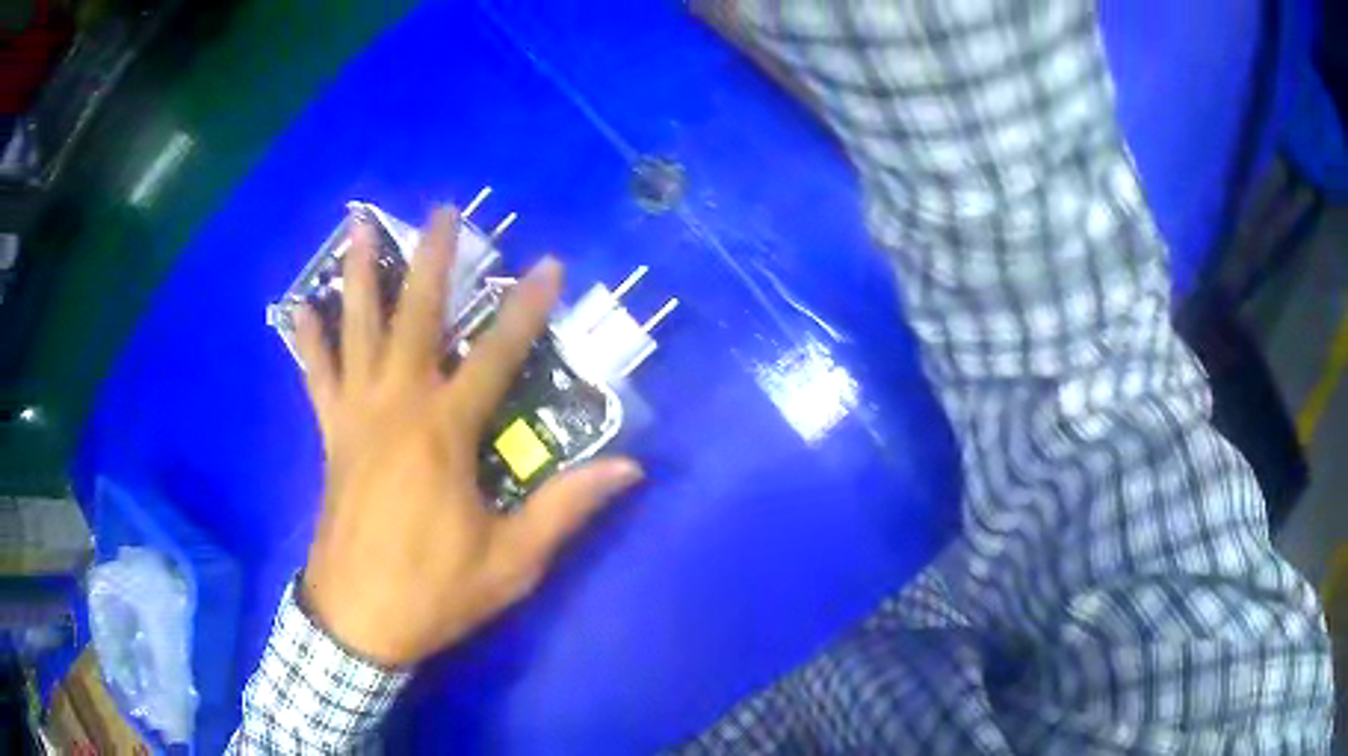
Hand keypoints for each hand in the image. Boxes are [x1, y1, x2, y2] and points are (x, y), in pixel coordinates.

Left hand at [294, 208, 642, 667]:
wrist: (358, 621)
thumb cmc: (436, 590)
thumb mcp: (512, 561)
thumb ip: (566, 508)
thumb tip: (630, 468)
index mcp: (445, 434)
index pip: (498, 356)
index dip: (527, 309)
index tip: (549, 264)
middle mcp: (397, 407)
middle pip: (416, 318)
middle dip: (434, 260)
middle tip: (444, 210)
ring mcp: (356, 416)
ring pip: (356, 331)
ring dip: (360, 277)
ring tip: (359, 227)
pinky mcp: (331, 435)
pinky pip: (315, 376)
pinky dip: (308, 340)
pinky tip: (299, 307)